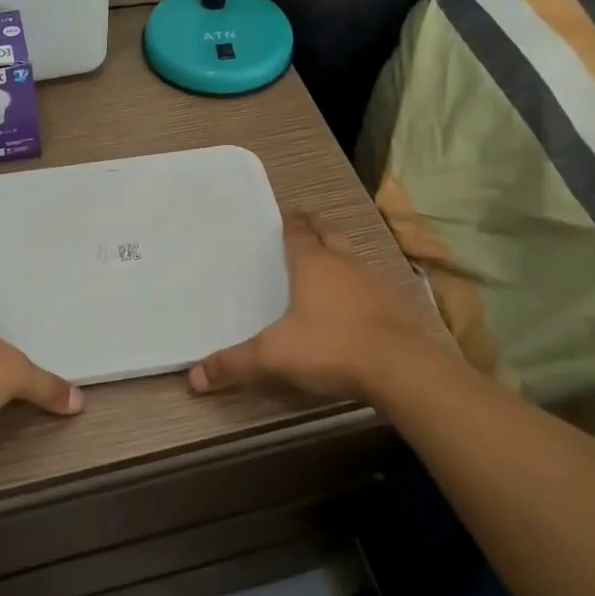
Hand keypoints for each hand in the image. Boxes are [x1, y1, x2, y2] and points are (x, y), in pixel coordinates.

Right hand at [188, 214, 463, 407]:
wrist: (401, 369)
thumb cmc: (330, 348)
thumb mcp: (273, 357)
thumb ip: (233, 364)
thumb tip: (193, 378)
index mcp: (313, 263)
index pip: (299, 231)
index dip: (290, 223)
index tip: (285, 217)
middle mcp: (344, 263)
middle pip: (329, 233)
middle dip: (315, 228)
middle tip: (304, 227)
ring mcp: (375, 281)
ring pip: (353, 256)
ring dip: (340, 255)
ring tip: (327, 263)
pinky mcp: (397, 304)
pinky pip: (373, 283)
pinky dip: (361, 284)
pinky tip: (357, 303)